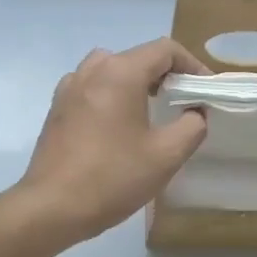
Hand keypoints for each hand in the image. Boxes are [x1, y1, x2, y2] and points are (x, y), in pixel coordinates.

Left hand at [14, 39, 209, 246]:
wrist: (51, 207)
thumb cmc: (113, 177)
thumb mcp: (166, 155)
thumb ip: (192, 126)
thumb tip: (195, 112)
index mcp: (120, 73)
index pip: (165, 50)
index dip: (192, 65)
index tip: (204, 90)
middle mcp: (92, 70)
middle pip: (137, 56)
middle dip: (165, 73)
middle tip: (183, 101)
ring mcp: (69, 87)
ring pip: (111, 69)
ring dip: (136, 81)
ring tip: (151, 109)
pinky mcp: (57, 108)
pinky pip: (91, 87)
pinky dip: (111, 94)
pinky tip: (117, 125)